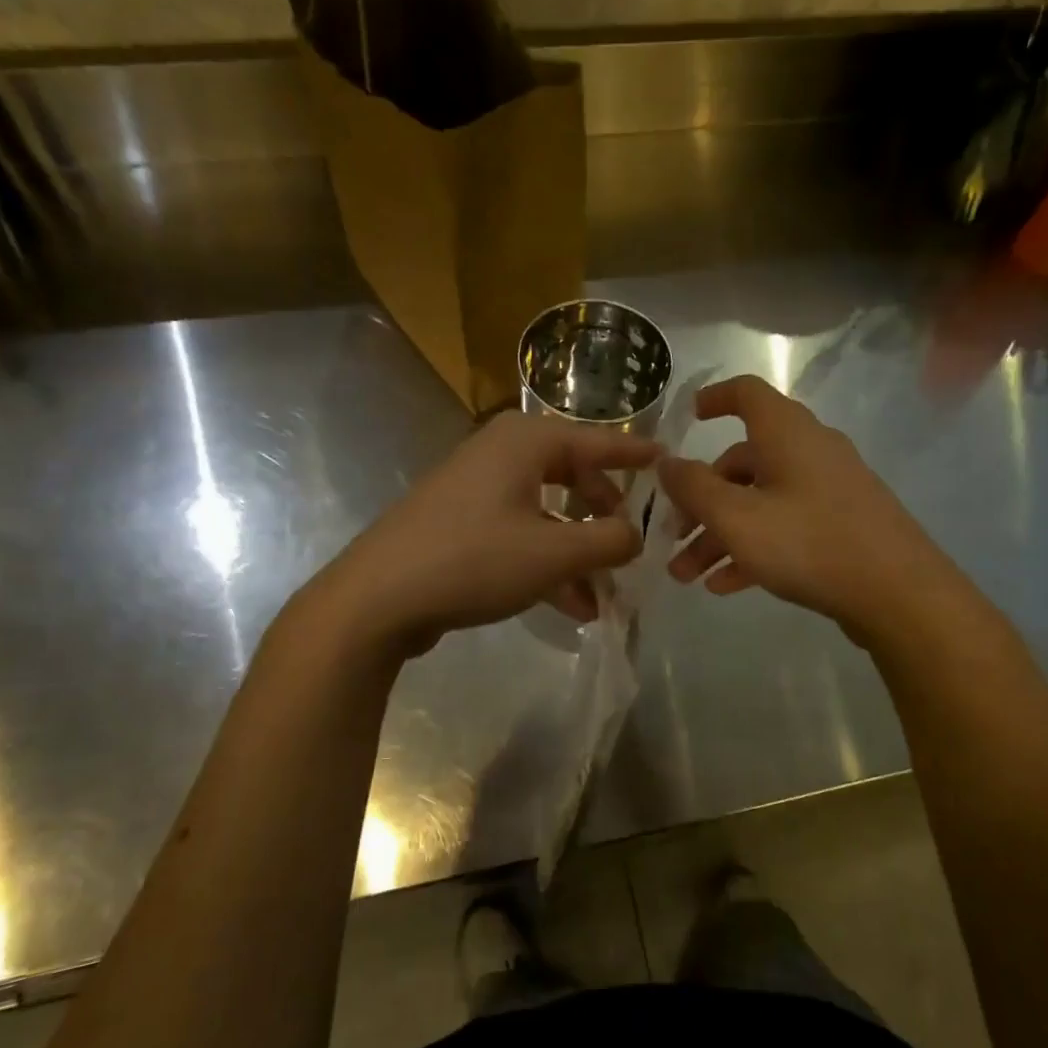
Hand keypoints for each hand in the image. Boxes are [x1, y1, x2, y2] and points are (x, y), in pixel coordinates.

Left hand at [319, 411, 657, 656]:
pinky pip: (519, 535)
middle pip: (573, 475)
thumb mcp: (555, 553)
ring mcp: (477, 489)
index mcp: (526, 441)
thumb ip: (610, 540)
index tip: (670, 462)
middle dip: (605, 516)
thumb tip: (635, 535)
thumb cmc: (474, 559)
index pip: (599, 440)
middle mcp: (502, 453)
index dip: (637, 455)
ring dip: (578, 552)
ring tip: (607, 594)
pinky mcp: (460, 524)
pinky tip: (572, 606)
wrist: (377, 598)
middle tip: (631, 545)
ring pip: (547, 512)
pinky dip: (547, 563)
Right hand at [659, 376, 944, 640]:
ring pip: (760, 502)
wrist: (899, 594)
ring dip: (719, 535)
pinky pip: (785, 526)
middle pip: (742, 463)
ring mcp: (828, 489)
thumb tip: (666, 461)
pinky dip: (752, 547)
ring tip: (688, 575)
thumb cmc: (809, 543)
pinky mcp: (841, 525)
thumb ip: (693, 487)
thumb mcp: (736, 517)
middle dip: (700, 501)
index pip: (746, 394)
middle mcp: (809, 451)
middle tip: (672, 537)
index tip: (687, 417)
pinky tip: (726, 585)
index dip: (714, 399)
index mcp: (786, 433)